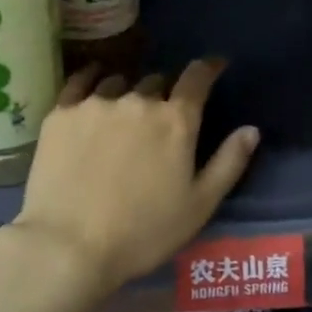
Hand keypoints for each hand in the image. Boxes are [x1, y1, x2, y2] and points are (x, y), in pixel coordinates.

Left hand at [10, 61, 259, 292]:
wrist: (69, 246)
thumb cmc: (143, 232)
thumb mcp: (199, 205)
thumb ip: (229, 163)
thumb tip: (251, 130)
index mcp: (176, 121)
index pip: (198, 77)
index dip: (209, 68)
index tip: (214, 65)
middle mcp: (138, 100)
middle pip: (157, 82)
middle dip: (164, 93)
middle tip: (161, 116)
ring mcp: (96, 104)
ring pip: (119, 84)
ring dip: (128, 93)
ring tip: (123, 114)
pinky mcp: (60, 114)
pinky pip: (80, 83)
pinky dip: (91, 80)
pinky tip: (92, 83)